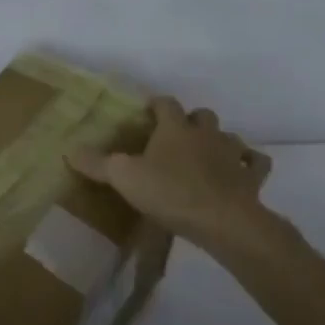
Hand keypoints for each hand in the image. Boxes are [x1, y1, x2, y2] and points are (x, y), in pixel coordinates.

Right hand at [69, 97, 273, 246]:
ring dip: (219, 142)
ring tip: (207, 156)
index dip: (156, 104)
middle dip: (191, 121)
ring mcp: (233, 154)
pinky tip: (240, 173)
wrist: (224, 221)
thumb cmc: (170, 192)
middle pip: (202, 115)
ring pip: (230, 136)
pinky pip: (255, 163)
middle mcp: (205, 134)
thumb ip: (97, 163)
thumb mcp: (123, 177)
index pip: (166, 103)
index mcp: (174, 128)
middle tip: (177, 136)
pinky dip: (249, 164)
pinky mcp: (252, 178)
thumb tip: (69, 149)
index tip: (148, 110)